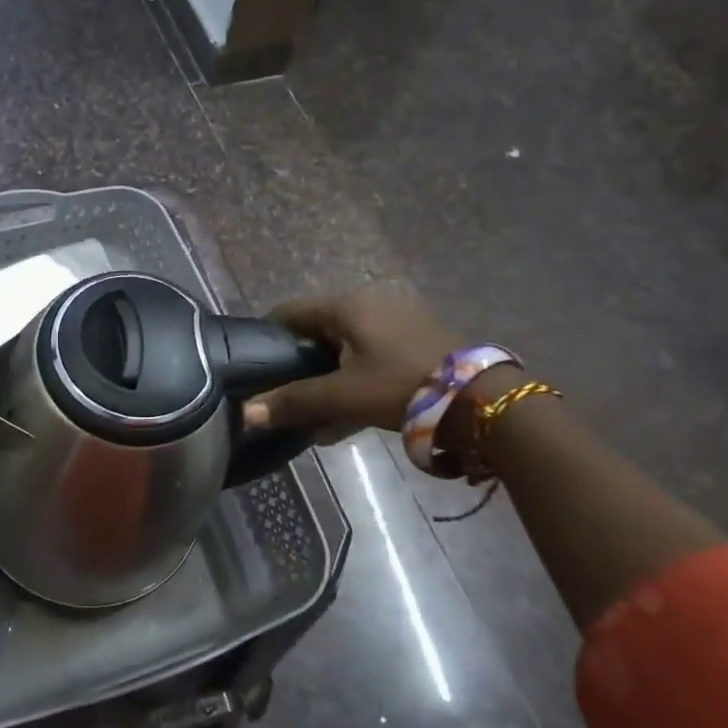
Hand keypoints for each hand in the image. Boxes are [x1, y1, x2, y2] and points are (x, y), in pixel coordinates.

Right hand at [241, 289, 462, 441]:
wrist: (480, 400)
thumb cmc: (400, 386)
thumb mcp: (343, 395)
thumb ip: (294, 401)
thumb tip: (246, 413)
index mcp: (346, 306)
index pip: (290, 311)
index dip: (267, 335)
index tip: (252, 363)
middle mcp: (368, 306)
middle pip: (318, 332)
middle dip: (298, 365)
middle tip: (281, 394)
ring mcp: (395, 324)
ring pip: (345, 351)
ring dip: (326, 381)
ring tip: (310, 417)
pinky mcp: (414, 346)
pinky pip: (370, 361)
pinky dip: (352, 384)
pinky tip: (342, 422)